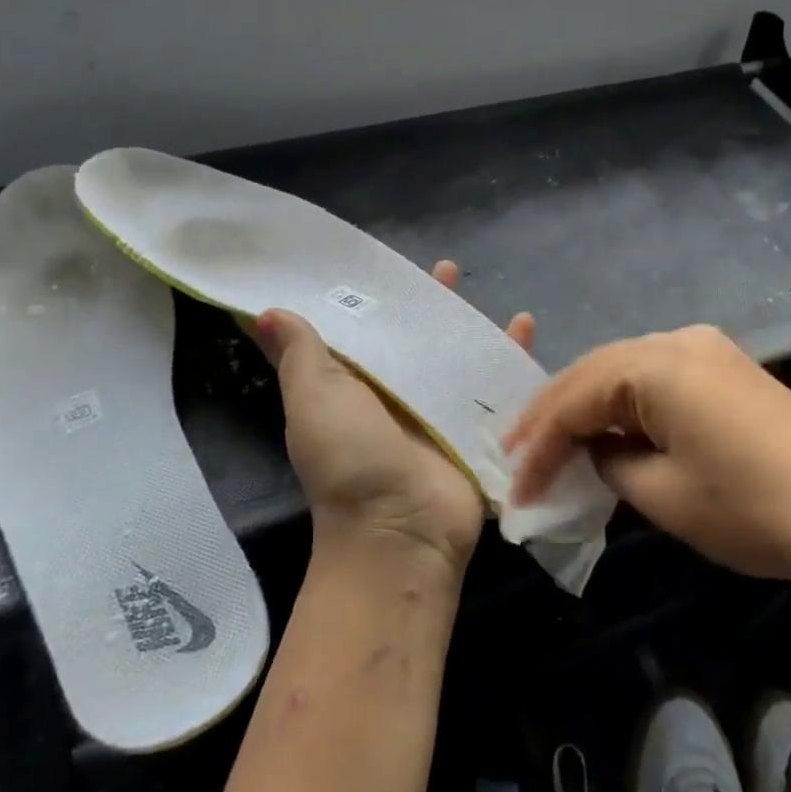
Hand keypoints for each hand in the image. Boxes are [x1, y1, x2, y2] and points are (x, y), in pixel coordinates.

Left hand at [256, 260, 534, 580]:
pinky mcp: (477, 425)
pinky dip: (511, 353)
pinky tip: (526, 323)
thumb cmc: (348, 457)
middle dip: (428, 304)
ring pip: (457, 353)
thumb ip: (298, 353)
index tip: (385, 262)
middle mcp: (397, 395)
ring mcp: (440, 410)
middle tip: (446, 269)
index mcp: (355, 385)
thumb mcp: (312, 397)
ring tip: (478, 287)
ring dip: (468, 322)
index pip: (366, 330)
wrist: (400, 529)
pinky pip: (497, 380)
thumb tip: (264, 312)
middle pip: (416, 338)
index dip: (374, 298)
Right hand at [503, 325, 790, 602]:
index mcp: (655, 364)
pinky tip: (610, 429)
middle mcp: (676, 339)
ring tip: (553, 443)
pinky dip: (624, 404)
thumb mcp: (662, 495)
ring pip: (622, 371)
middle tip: (518, 455)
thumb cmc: (753, 510)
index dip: (537, 445)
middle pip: (592, 372)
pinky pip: (655, 377)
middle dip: (552, 416)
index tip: (514, 488)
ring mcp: (706, 349)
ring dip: (586, 406)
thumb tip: (595, 451)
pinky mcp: (726, 368)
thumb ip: (609, 463)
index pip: (573, 400)